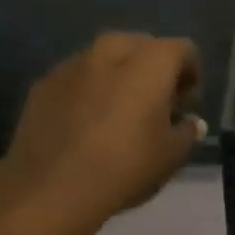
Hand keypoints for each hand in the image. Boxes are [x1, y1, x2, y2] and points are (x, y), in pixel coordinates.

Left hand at [0, 34, 204, 228]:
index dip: (191, 74)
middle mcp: (111, 50)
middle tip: (155, 104)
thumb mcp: (171, 156)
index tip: (186, 104)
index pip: (183, 49)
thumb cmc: (125, 167)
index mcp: (150, 61)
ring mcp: (72, 64)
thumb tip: (189, 122)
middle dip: (153, 68)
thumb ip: (187, 131)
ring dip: (118, 76)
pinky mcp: (43, 83)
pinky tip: (85, 122)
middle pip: (142, 46)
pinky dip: (88, 89)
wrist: (51, 189)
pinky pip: (77, 77)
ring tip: (118, 111)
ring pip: (105, 58)